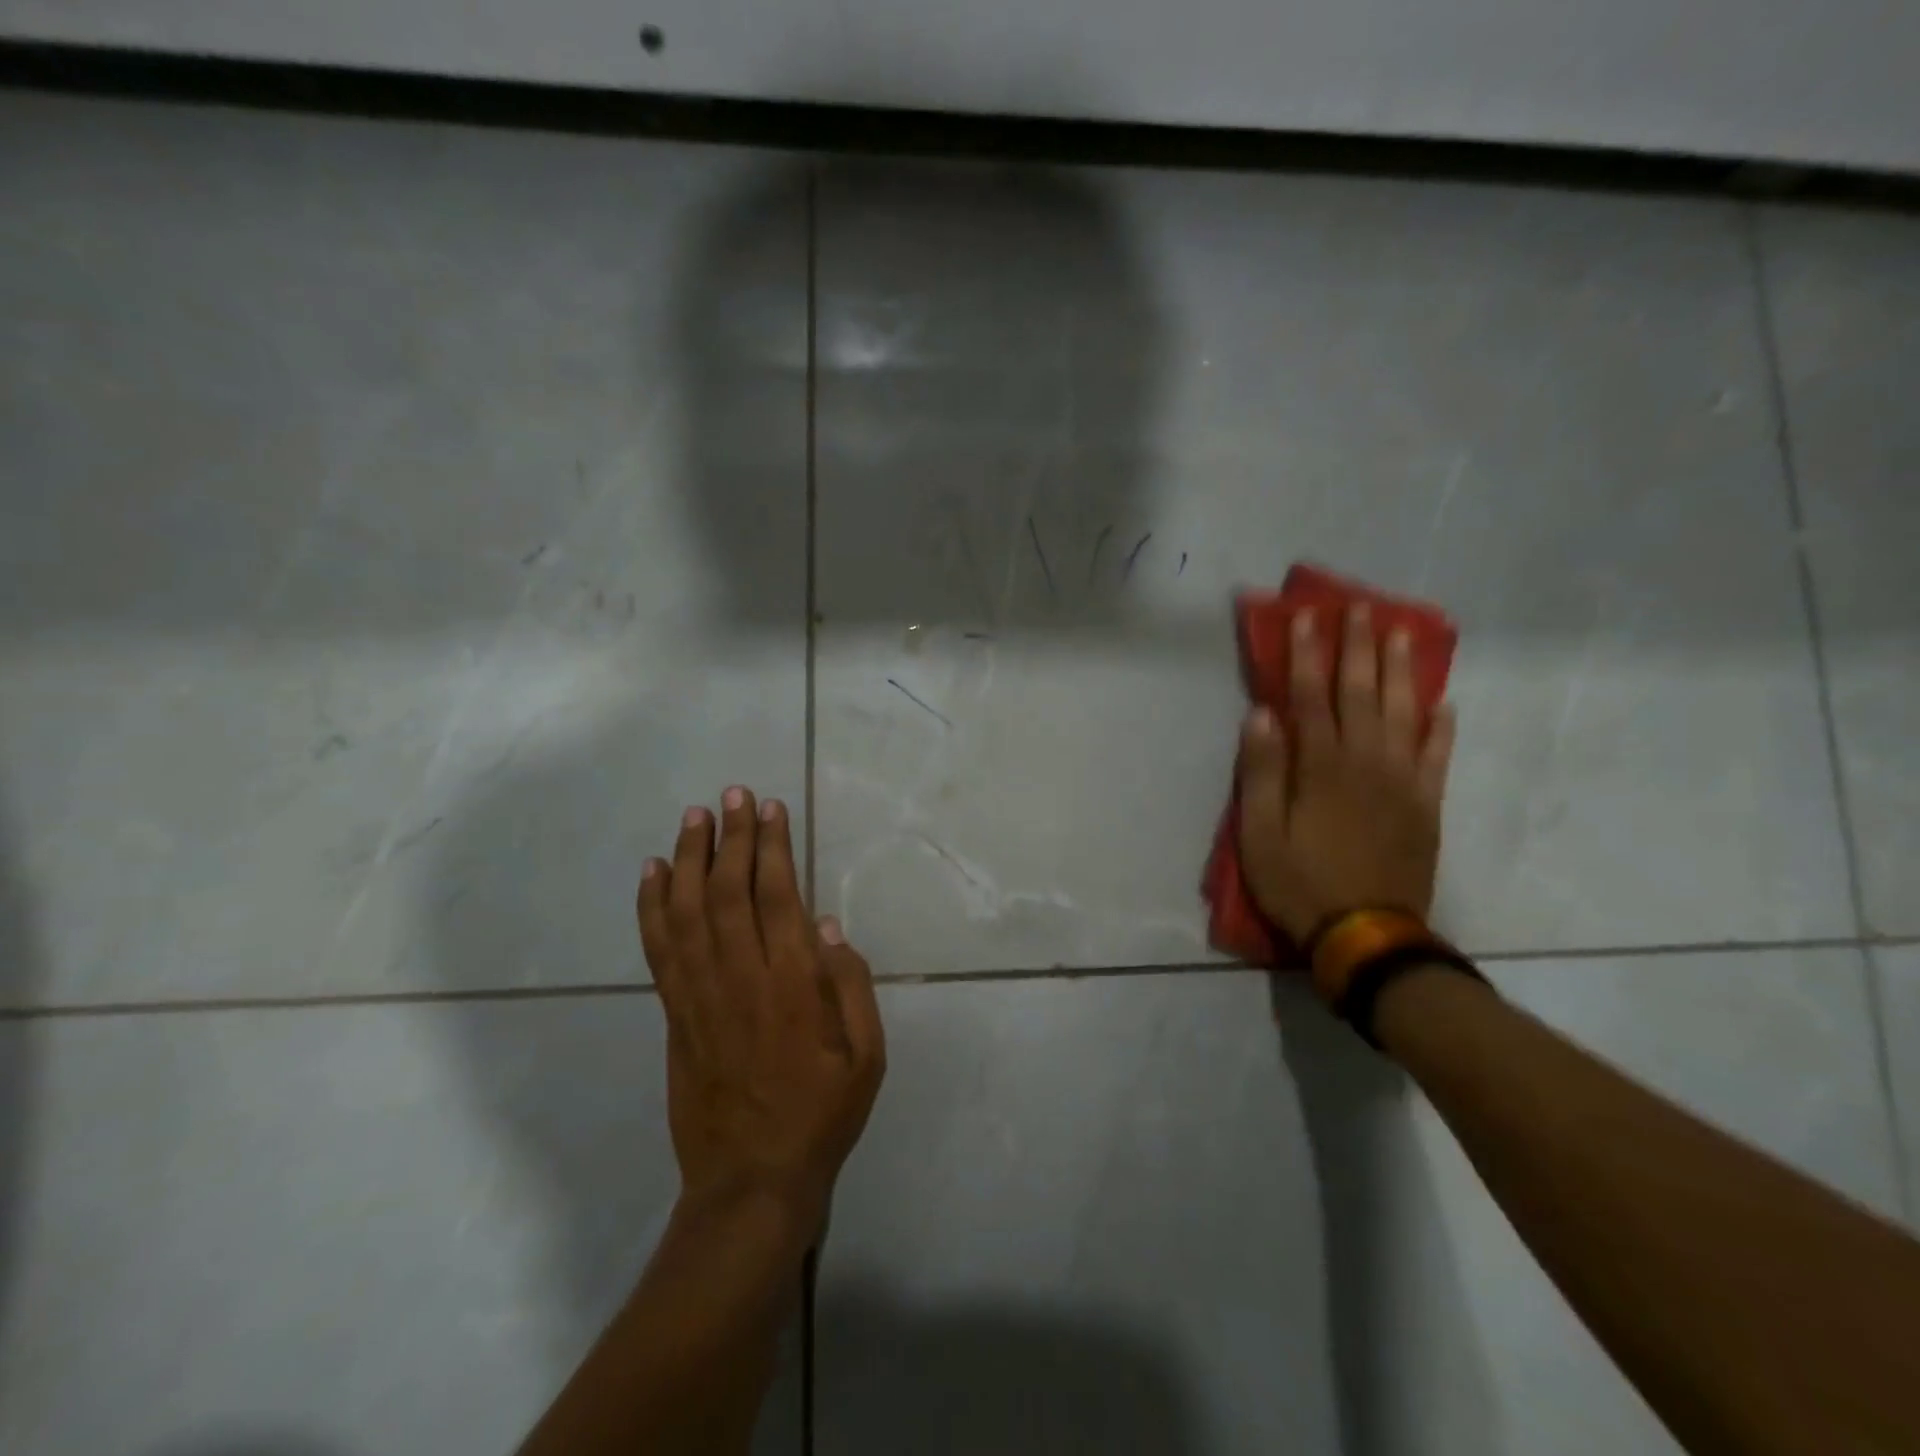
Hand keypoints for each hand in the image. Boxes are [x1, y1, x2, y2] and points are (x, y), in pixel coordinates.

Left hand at [637, 788, 884, 1229]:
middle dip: (731, 837)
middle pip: (729, 892)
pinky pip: (659, 952)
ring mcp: (700, 997)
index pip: (777, 897)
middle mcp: (742, 980)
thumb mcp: (867, 1057)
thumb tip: (828, 925)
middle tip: (732, 795)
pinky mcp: (674, 1016)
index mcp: (793, 986)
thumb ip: (852, 987)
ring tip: (694, 817)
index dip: (771, 847)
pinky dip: (653, 908)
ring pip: (688, 913)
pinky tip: (654, 874)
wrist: (751, 1181)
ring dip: (690, 859)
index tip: (769, 808)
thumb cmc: (821, 1115)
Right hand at [1236, 604, 1456, 944]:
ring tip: (1402, 634)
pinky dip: (1441, 728)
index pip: (1309, 698)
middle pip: (1361, 694)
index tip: (1307, 618)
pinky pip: (1438, 757)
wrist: (1366, 935)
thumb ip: (1261, 772)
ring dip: (1401, 671)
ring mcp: (1403, 782)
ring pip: (1404, 714)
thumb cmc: (1300, 883)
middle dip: (1357, 648)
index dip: (1306, 655)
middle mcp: (1365, 763)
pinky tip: (1444, 703)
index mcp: (1320, 768)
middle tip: (1359, 608)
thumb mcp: (1259, 833)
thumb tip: (1261, 715)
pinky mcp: (1426, 806)